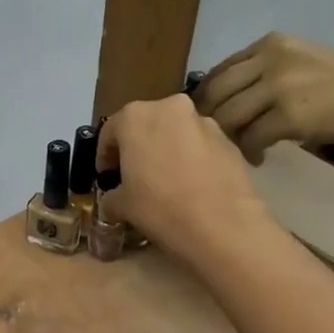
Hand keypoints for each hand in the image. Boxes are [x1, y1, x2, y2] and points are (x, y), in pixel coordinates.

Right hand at [96, 95, 273, 261]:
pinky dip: (191, 160)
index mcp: (135, 117)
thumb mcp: (121, 207)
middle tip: (135, 176)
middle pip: (146, 125)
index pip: (110, 131)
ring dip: (167, 151)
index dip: (104, 156)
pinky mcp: (228, 140)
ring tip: (166, 182)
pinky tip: (191, 187)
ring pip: (176, 133)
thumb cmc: (159, 208)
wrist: (221, 224)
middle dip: (138, 148)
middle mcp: (170, 108)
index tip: (106, 176)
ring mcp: (204, 121)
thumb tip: (113, 200)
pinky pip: (200, 147)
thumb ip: (111, 196)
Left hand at [195, 32, 333, 162]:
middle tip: (217, 142)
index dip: (207, 100)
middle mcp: (272, 58)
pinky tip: (260, 158)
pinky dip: (249, 152)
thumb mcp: (302, 65)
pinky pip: (250, 138)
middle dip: (209, 122)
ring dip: (228, 139)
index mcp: (272, 43)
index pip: (220, 71)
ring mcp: (281, 85)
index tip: (206, 122)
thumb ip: (264, 74)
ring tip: (241, 150)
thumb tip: (224, 101)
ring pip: (227, 117)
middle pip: (216, 93)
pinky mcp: (290, 115)